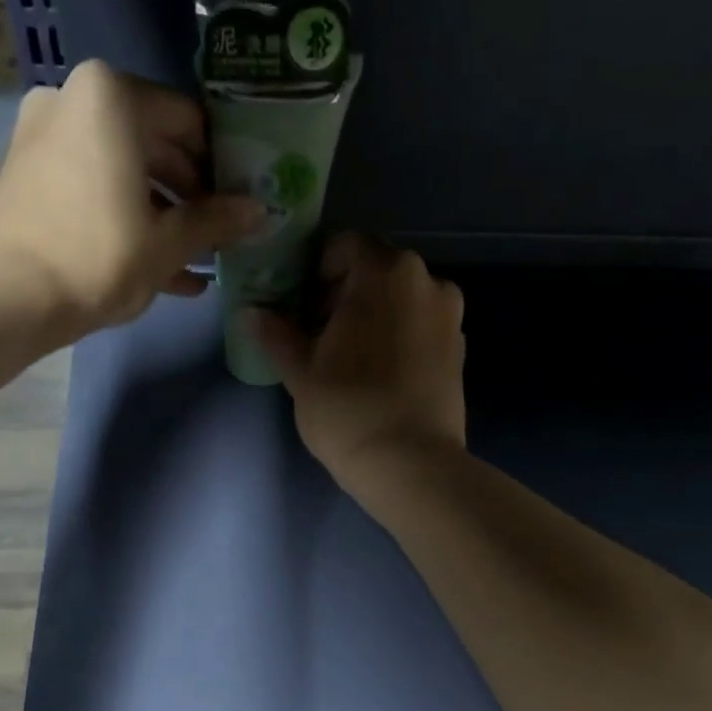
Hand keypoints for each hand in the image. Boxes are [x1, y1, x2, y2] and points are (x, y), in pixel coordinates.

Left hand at [0, 60, 261, 335]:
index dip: (222, 164)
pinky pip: (93, 188)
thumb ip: (216, 221)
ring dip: (163, 215)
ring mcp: (45, 136)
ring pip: (123, 172)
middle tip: (221, 232)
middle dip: (192, 195)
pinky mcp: (29, 175)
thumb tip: (260, 211)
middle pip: (155, 146)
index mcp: (112, 96)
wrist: (10, 297)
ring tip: (198, 261)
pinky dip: (125, 219)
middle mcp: (74, 99)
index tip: (241, 200)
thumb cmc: (99, 257)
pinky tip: (162, 269)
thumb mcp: (168, 242)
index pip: (189, 122)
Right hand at [251, 233, 466, 494]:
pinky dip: (396, 335)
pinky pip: (419, 326)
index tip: (297, 306)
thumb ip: (276, 334)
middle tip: (315, 334)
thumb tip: (252, 313)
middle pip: (374, 270)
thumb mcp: (301, 372)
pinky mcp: (459, 349)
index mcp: (385, 272)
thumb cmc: (348, 410)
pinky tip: (377, 373)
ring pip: (399, 299)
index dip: (314, 270)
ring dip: (371, 315)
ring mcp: (449, 315)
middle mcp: (427, 280)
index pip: (343, 245)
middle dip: (342, 293)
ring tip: (345, 357)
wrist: (411, 465)